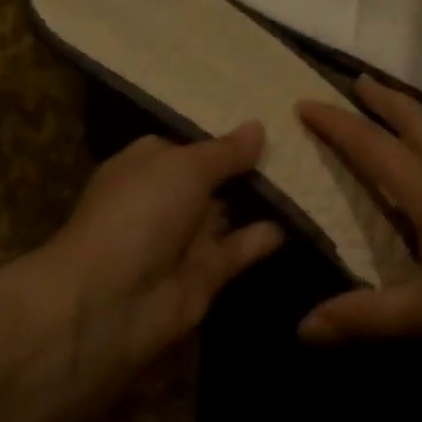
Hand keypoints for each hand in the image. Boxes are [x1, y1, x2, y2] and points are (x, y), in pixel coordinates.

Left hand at [35, 122, 284, 391]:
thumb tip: (257, 127)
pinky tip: (301, 218)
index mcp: (147, 164)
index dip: (225, 136)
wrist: (111, 299)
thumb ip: (224, 152)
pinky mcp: (205, 274)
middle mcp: (165, 198)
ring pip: (230, 213)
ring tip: (311, 177)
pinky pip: (240, 249)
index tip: (270, 122)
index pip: (190, 144)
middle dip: (251, 166)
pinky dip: (265, 236)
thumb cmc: (141, 212)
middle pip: (214, 179)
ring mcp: (184, 238)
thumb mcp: (184, 167)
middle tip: (304, 146)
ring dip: (264, 200)